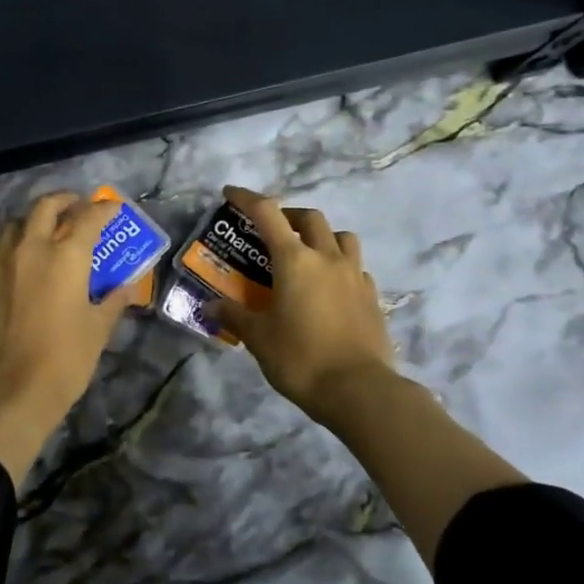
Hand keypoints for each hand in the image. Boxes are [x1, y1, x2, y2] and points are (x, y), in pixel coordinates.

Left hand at [0, 191, 135, 482]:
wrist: (10, 391)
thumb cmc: (65, 360)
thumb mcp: (98, 330)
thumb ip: (112, 302)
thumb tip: (124, 288)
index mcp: (66, 257)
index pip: (88, 218)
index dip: (103, 209)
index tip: (111, 207)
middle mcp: (30, 250)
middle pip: (44, 208)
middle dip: (62, 201)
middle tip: (74, 206)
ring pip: (12, 228)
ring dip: (30, 225)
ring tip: (41, 235)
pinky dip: (10, 260)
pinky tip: (16, 278)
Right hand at [216, 185, 397, 426]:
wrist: (359, 390)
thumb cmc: (300, 358)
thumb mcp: (259, 338)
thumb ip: (235, 316)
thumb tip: (211, 307)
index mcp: (295, 260)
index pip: (267, 213)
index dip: (247, 198)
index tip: (231, 193)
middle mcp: (327, 258)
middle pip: (310, 218)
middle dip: (288, 216)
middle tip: (272, 232)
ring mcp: (355, 275)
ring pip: (341, 237)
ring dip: (321, 236)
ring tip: (307, 255)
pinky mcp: (372, 296)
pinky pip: (355, 266)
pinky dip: (340, 265)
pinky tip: (330, 286)